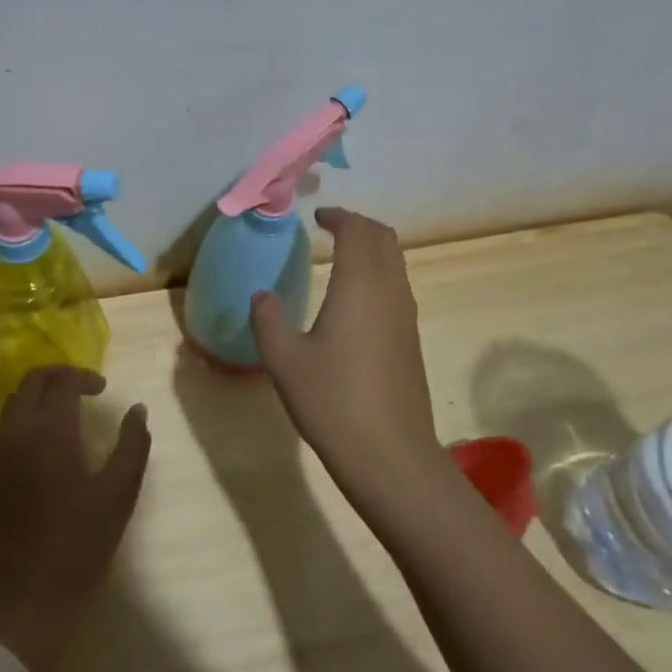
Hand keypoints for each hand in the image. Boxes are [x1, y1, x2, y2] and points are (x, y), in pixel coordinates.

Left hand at [0, 366, 150, 671]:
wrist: (20, 602)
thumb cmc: (77, 547)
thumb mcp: (118, 496)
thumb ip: (132, 446)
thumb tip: (137, 409)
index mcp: (48, 431)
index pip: (61, 381)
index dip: (84, 376)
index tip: (104, 389)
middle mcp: (17, 433)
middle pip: (31, 382)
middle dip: (58, 376)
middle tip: (86, 389)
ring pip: (14, 402)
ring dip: (40, 394)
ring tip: (70, 411)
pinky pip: (7, 427)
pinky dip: (28, 415)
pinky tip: (51, 442)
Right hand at [249, 208, 448, 519]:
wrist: (390, 454)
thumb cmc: (332, 401)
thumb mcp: (284, 360)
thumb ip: (268, 320)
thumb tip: (261, 295)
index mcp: (359, 286)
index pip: (357, 231)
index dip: (338, 217)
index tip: (317, 216)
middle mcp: (390, 292)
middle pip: (384, 239)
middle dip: (359, 226)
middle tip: (331, 228)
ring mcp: (406, 317)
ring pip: (396, 263)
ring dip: (372, 249)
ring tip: (341, 257)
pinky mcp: (410, 340)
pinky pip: (397, 287)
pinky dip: (378, 274)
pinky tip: (354, 299)